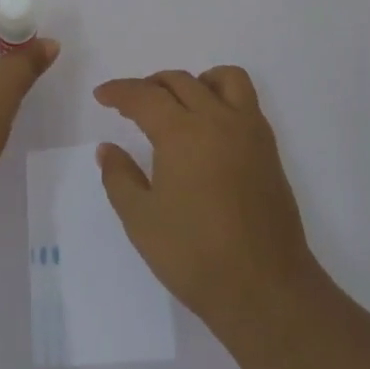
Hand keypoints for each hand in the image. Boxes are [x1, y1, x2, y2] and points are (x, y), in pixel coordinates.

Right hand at [94, 66, 319, 337]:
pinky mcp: (268, 147)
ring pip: (221, 78)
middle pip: (179, 81)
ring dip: (194, 82)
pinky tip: (210, 126)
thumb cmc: (196, 256)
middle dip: (149, 86)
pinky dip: (223, 96)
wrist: (266, 290)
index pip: (144, 96)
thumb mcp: (142, 222)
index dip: (119, 92)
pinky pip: (245, 99)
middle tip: (131, 105)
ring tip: (178, 104)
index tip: (102, 95)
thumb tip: (107, 148)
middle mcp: (216, 119)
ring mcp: (248, 130)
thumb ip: (120, 178)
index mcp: (182, 133)